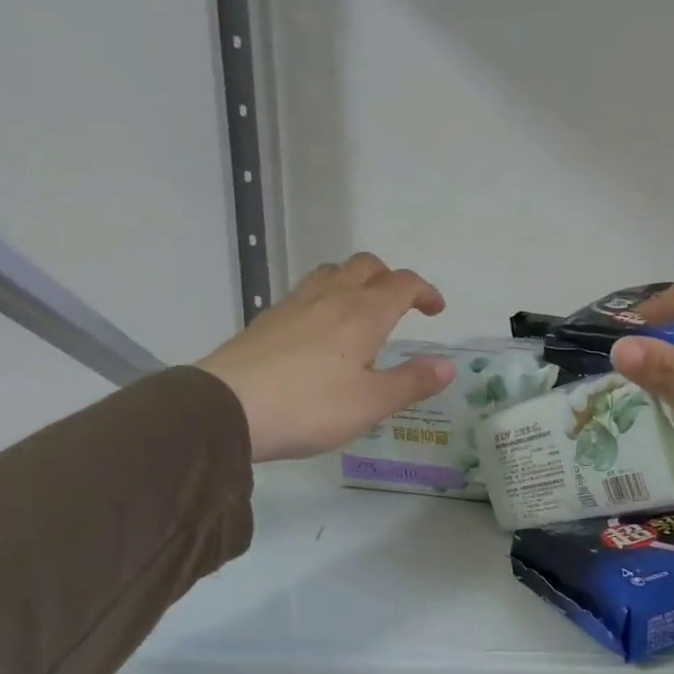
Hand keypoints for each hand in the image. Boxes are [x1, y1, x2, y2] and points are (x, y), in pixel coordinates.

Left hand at [195, 253, 454, 462]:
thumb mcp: (371, 403)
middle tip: (401, 305)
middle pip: (366, 266)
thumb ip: (412, 382)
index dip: (425, 291)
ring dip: (356, 281)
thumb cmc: (310, 407)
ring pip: (333, 273)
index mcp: (363, 313)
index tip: (435, 310)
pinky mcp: (268, 319)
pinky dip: (327, 297)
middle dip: (390, 278)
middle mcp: (331, 297)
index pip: (403, 284)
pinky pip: (307, 292)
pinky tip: (321, 329)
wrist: (226, 408)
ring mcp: (295, 304)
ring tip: (362, 311)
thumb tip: (448, 365)